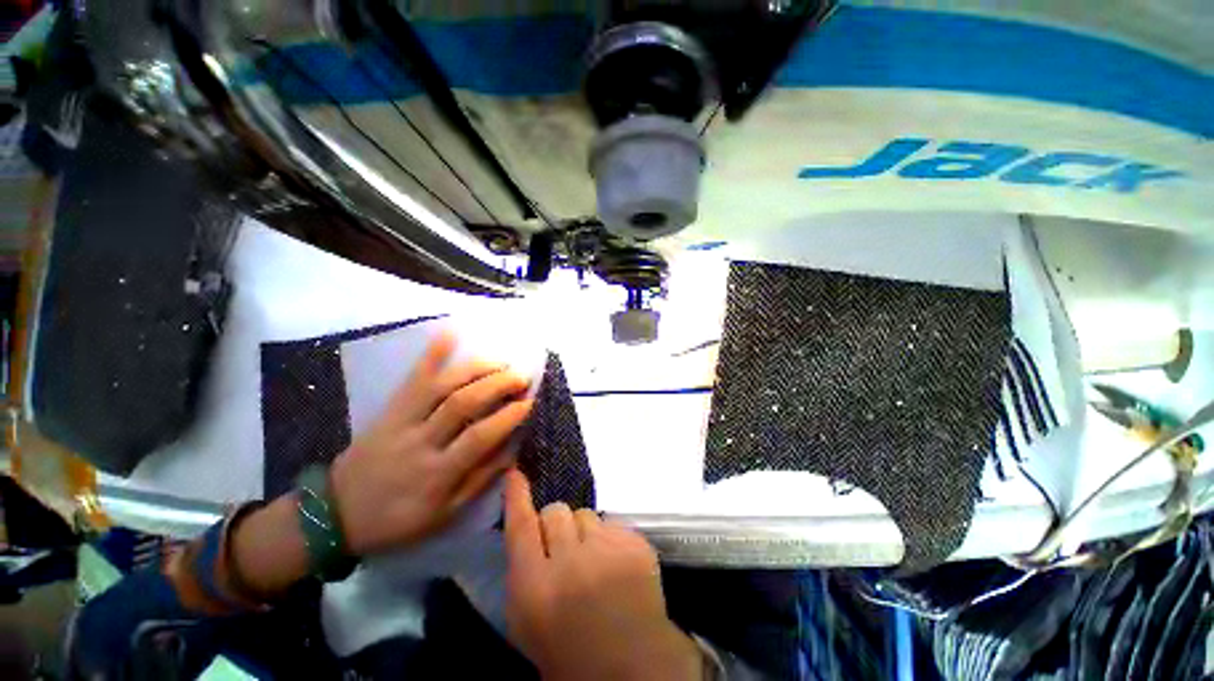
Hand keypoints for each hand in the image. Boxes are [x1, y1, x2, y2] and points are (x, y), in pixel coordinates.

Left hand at [330, 333, 534, 555]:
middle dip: (498, 385)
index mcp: (437, 474)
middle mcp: (421, 442)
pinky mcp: (389, 408)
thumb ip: (479, 481)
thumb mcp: (443, 514)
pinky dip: (431, 353)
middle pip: (463, 404)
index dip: (508, 416)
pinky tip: (450, 332)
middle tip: (521, 376)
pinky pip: (412, 377)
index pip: (479, 438)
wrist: (335, 513)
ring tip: (501, 361)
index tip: (529, 402)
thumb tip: (512, 450)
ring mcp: (401, 420)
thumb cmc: (397, 519)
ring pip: (441, 386)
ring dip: (476, 368)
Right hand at [503, 470, 702, 680]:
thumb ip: (523, 572)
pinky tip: (615, 563)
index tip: (516, 473)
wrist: (633, 667)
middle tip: (565, 548)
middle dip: (556, 525)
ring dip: (584, 531)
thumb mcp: (529, 620)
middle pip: (555, 511)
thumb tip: (528, 528)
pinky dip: (609, 538)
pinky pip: (612, 521)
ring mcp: (606, 550)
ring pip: (585, 513)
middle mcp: (569, 562)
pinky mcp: (634, 543)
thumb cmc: (571, 651)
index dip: (517, 497)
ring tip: (593, 559)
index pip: (521, 527)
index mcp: (535, 589)